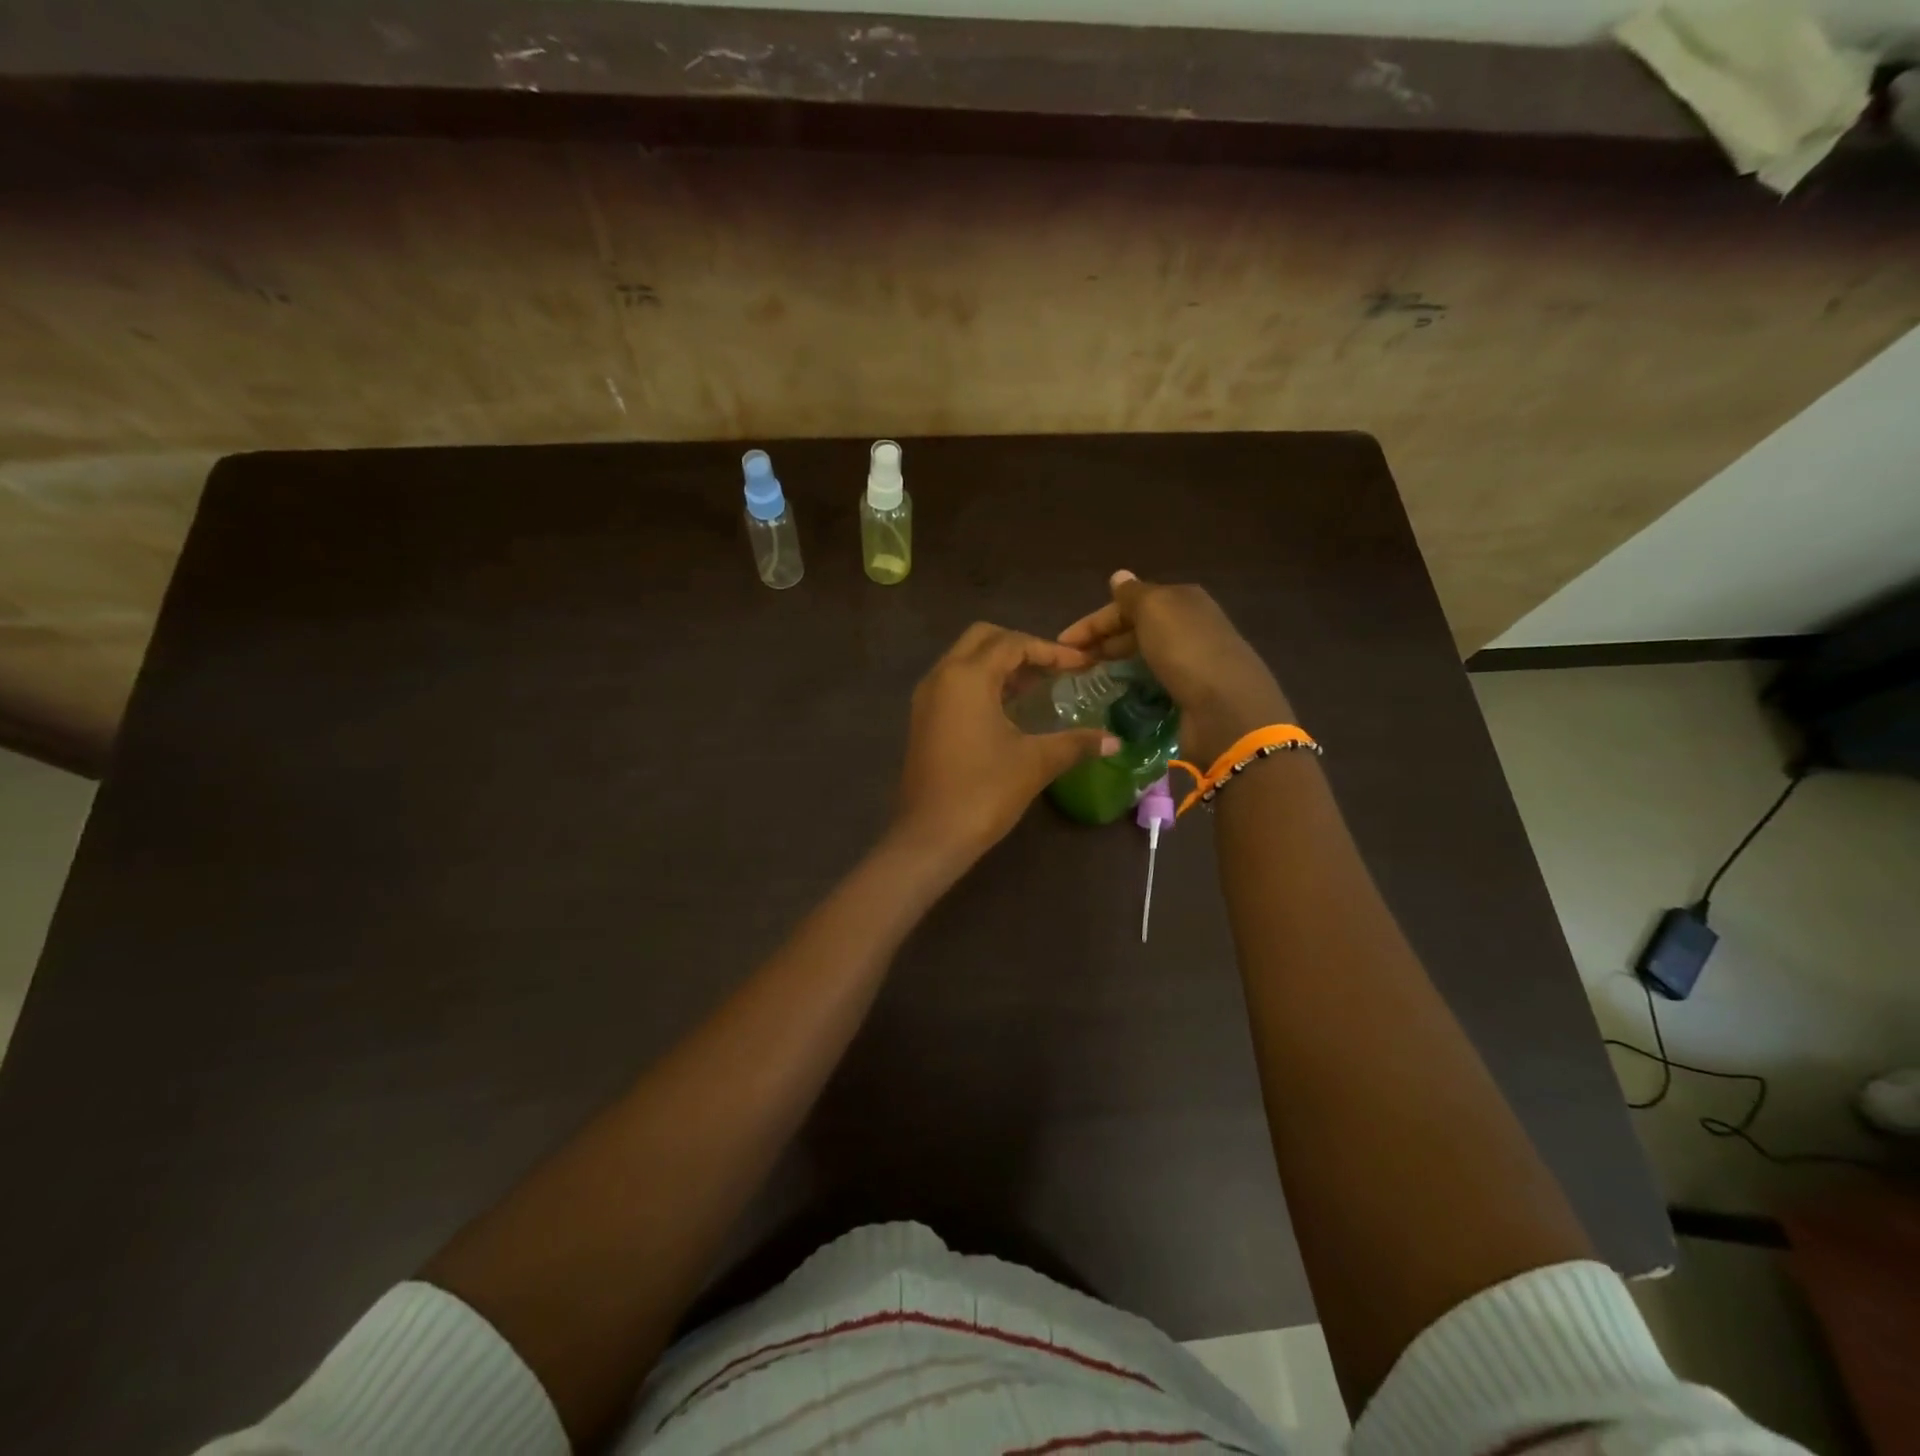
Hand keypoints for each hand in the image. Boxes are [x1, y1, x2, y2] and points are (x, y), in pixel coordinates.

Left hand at [892, 623, 1118, 867]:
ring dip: (999, 665)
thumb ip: (1076, 743)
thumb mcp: (1035, 763)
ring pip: (965, 660)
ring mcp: (926, 698)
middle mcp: (941, 676)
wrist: (930, 836)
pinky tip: (1008, 710)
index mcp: (967, 676)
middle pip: (983, 639)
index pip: (1013, 643)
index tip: (1082, 665)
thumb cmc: (984, 792)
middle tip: (1053, 669)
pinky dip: (982, 683)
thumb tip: (1114, 740)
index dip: (1051, 651)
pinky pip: (954, 683)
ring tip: (1036, 687)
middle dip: (1021, 647)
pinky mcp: (922, 720)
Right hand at [1058, 570, 1291, 764]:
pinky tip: (1117, 695)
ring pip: (1143, 656)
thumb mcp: (1155, 610)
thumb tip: (1119, 576)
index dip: (1093, 621)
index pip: (1128, 603)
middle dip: (1102, 642)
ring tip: (1087, 680)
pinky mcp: (1190, 694)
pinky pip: (1153, 682)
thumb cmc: (1187, 651)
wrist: (1227, 710)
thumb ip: (1133, 595)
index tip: (1062, 642)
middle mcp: (1189, 626)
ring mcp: (1192, 661)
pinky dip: (1133, 685)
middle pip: (1136, 629)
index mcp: (1182, 600)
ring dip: (1115, 663)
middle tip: (1071, 664)